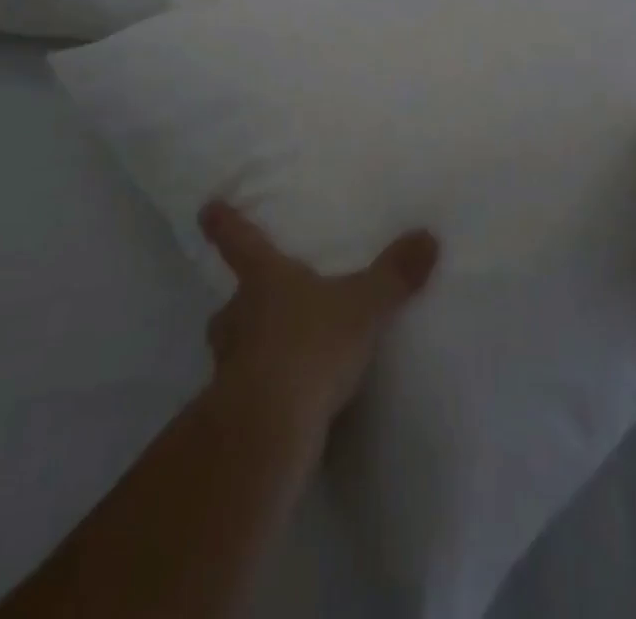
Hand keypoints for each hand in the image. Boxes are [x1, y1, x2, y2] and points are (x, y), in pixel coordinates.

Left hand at [198, 201, 438, 433]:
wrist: (269, 428)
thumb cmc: (310, 345)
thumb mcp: (363, 305)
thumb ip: (394, 274)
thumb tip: (428, 235)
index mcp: (264, 280)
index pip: (240, 242)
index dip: (224, 224)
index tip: (207, 208)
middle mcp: (239, 317)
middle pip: (232, 304)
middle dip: (243, 304)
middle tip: (258, 305)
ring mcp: (230, 367)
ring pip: (233, 349)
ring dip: (248, 350)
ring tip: (277, 358)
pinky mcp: (234, 413)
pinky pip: (246, 393)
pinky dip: (262, 393)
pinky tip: (286, 404)